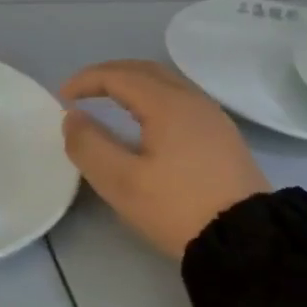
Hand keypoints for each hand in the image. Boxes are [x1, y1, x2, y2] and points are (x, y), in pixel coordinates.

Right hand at [60, 60, 269, 259]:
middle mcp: (192, 98)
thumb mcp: (123, 183)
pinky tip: (147, 122)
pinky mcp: (222, 134)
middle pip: (146, 70)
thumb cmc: (178, 206)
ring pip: (167, 83)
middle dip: (110, 75)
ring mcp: (212, 115)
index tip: (62, 97)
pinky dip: (154, 98)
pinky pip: (181, 99)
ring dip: (134, 84)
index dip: (87, 80)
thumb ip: (90, 146)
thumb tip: (72, 117)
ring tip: (110, 103)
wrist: (245, 236)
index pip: (120, 75)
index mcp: (168, 103)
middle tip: (83, 92)